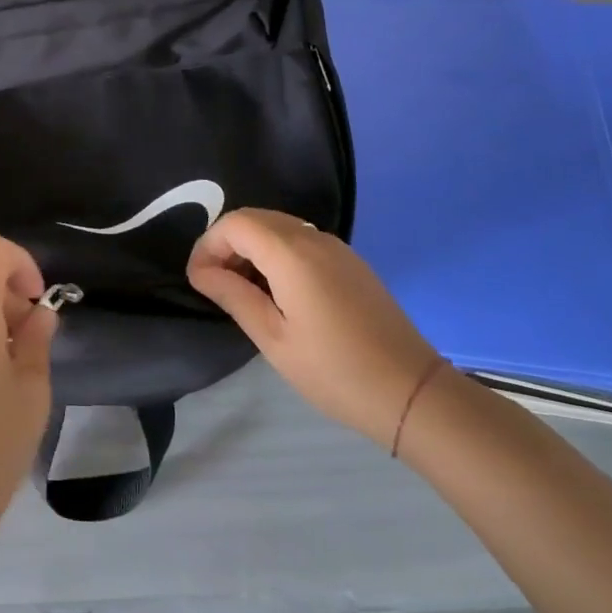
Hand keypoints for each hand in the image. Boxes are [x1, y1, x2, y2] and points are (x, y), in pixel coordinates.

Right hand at [188, 209, 439, 449]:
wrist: (412, 393)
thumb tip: (201, 271)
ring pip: (279, 227)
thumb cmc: (334, 371)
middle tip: (216, 283)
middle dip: (227, 243)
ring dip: (252, 247)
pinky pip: (301, 241)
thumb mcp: (273, 338)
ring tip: (243, 290)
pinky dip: (277, 254)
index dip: (208, 245)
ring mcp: (337, 248)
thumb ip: (233, 295)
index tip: (199, 280)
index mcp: (291, 254)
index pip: (235, 224)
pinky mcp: (351, 263)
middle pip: (256, 218)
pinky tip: (278, 292)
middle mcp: (314, 238)